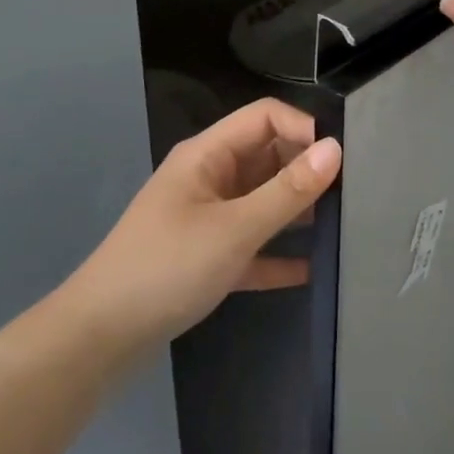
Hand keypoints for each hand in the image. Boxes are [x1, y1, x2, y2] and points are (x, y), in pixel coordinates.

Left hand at [60, 99, 341, 352]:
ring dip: (296, 211)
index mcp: (208, 155)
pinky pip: (252, 244)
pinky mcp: (207, 256)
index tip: (342, 159)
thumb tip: (335, 149)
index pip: (265, 117)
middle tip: (352, 195)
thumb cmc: (168, 267)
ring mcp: (207, 217)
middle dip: (306, 170)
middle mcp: (209, 178)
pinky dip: (277, 254)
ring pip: (262, 201)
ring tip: (342, 227)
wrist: (101, 336)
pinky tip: (311, 271)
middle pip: (266, 157)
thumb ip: (288, 191)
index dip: (304, 128)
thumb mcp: (235, 228)